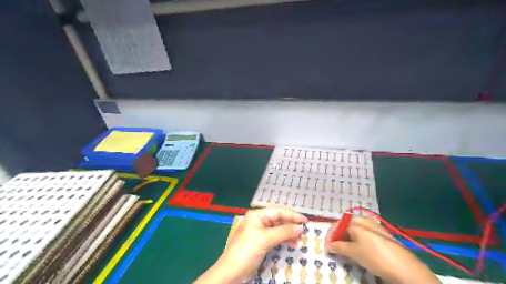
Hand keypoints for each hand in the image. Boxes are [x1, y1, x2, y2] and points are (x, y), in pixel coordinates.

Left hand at [193, 207, 305, 283]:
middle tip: (304, 230)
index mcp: (257, 215)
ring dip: (289, 233)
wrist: (232, 272)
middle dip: (291, 224)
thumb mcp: (266, 239)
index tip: (305, 220)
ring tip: (300, 238)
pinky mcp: (261, 242)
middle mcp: (258, 221)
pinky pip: (275, 237)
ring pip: (278, 229)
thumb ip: (284, 231)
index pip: (278, 211)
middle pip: (278, 219)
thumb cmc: (247, 250)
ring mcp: (260, 232)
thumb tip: (300, 227)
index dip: (292, 215)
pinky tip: (292, 243)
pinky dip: (284, 240)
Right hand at [327, 217, 441, 282]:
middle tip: (334, 248)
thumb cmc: (375, 257)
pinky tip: (357, 248)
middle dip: (338, 236)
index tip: (327, 247)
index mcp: (355, 221)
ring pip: (354, 229)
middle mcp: (363, 219)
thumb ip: (338, 247)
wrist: (404, 268)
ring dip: (347, 238)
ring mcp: (373, 225)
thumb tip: (328, 246)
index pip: (337, 225)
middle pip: (345, 225)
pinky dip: (356, 239)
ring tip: (345, 250)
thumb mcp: (354, 252)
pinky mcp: (380, 232)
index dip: (330, 236)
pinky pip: (363, 232)